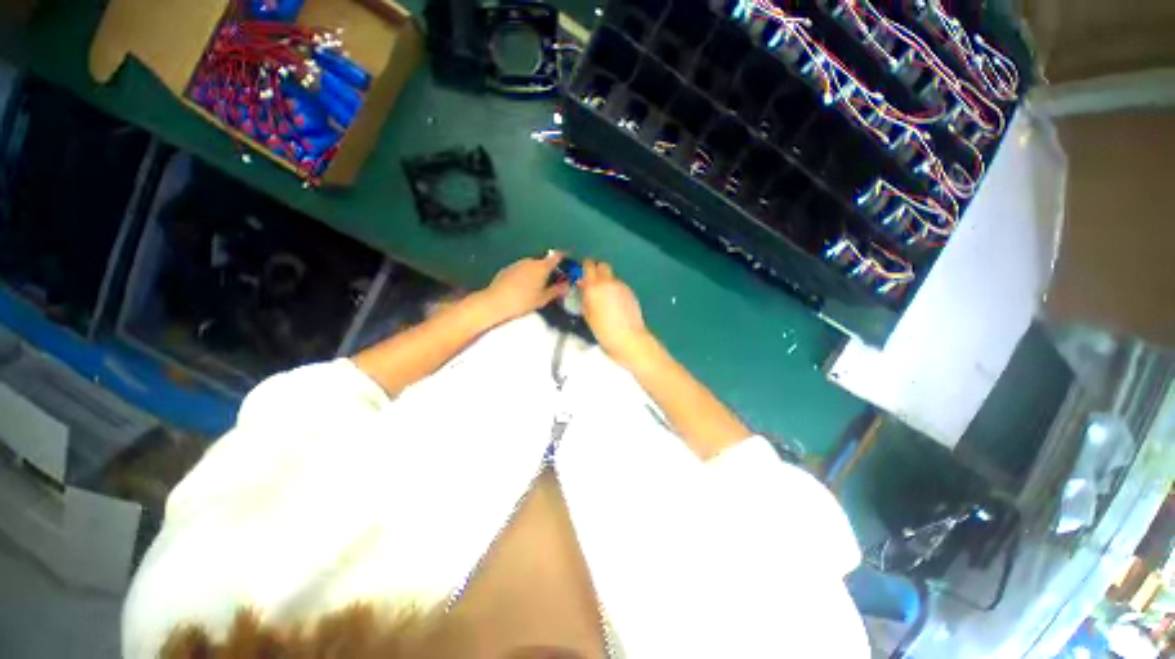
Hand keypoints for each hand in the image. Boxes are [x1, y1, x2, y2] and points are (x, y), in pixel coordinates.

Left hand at [478, 252, 566, 322]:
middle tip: (552, 280)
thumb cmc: (523, 301)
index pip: (556, 257)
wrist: (496, 301)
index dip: (563, 257)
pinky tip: (523, 286)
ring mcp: (517, 264)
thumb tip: (567, 286)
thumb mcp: (542, 299)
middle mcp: (530, 261)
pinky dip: (525, 274)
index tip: (567, 260)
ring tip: (537, 285)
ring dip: (536, 272)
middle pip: (543, 262)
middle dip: (548, 269)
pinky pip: (521, 269)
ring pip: (531, 265)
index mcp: (541, 267)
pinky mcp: (507, 269)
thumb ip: (556, 291)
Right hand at [579, 260, 652, 367]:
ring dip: (606, 282)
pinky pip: (619, 286)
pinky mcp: (630, 292)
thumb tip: (583, 287)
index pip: (588, 266)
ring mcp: (621, 286)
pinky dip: (615, 290)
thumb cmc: (603, 331)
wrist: (629, 338)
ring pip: (611, 277)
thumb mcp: (588, 315)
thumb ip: (585, 298)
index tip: (582, 273)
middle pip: (603, 266)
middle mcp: (608, 282)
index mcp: (594, 287)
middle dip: (597, 271)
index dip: (585, 267)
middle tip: (593, 283)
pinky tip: (614, 305)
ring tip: (604, 298)